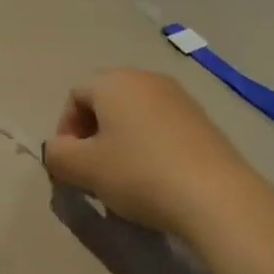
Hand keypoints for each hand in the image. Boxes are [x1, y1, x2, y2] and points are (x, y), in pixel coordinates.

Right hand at [43, 69, 263, 239]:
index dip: (65, 129)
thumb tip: (57, 149)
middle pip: (106, 101)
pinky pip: (162, 126)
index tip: (70, 164)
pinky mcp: (203, 120)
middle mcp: (146, 78)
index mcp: (114, 82)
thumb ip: (57, 155)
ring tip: (124, 178)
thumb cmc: (139, 174)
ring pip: (135, 114)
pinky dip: (150, 146)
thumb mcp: (85, 169)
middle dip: (92, 133)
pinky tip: (156, 178)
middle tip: (93, 170)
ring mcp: (179, 97)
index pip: (75, 95)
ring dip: (121, 141)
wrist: (216, 195)